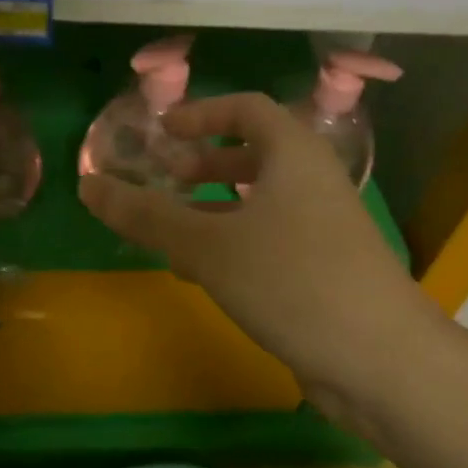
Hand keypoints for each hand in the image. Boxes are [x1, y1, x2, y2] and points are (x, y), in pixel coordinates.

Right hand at [79, 93, 445, 414]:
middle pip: (254, 156)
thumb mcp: (208, 245)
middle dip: (204, 166)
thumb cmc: (291, 280)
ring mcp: (322, 228)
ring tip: (169, 232)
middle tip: (163, 180)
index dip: (202, 113)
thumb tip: (87, 186)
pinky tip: (200, 274)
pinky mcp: (323, 270)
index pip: (247, 109)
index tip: (163, 131)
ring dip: (212, 210)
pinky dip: (231, 245)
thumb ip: (146, 215)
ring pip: (259, 204)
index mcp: (294, 155)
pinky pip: (268, 241)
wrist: (379, 358)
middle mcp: (313, 182)